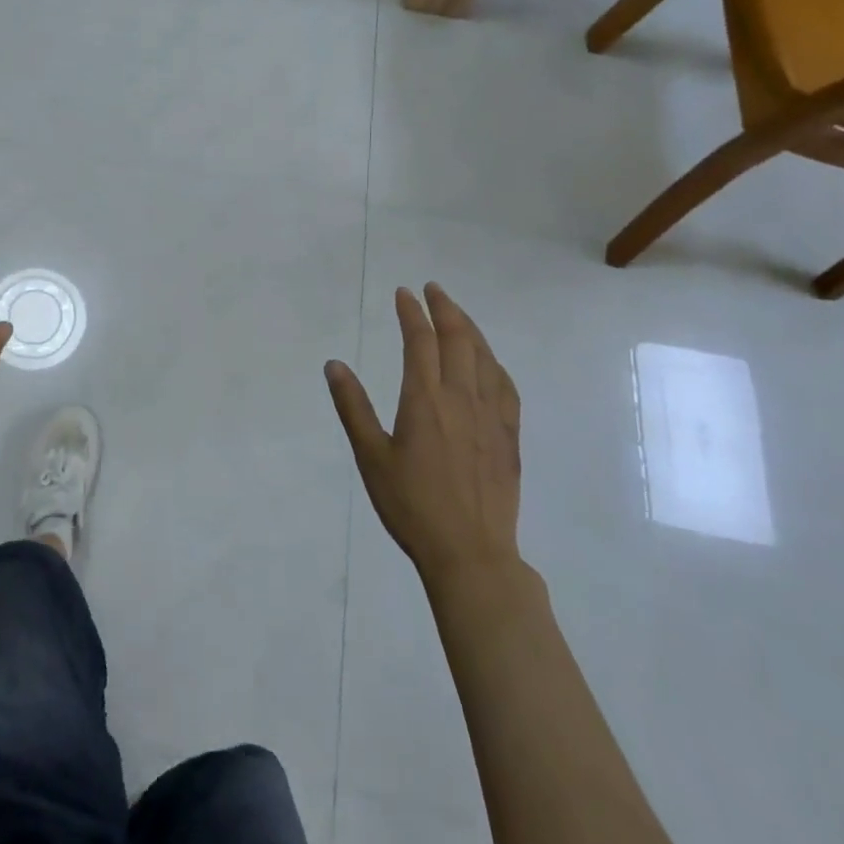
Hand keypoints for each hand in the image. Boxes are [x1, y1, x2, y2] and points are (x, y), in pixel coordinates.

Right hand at [326, 284, 523, 590]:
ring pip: (485, 358)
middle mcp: (462, 398)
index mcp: (425, 400)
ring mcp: (491, 417)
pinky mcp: (509, 437)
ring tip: (458, 314)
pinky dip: (494, 363)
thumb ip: (352, 407)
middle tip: (433, 290)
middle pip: (458, 340)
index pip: (420, 341)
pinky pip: (506, 386)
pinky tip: (489, 363)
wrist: (470, 553)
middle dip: (445, 309)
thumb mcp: (371, 456)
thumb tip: (334, 364)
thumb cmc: (411, 505)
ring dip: (470, 329)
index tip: (404, 293)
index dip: (412, 313)